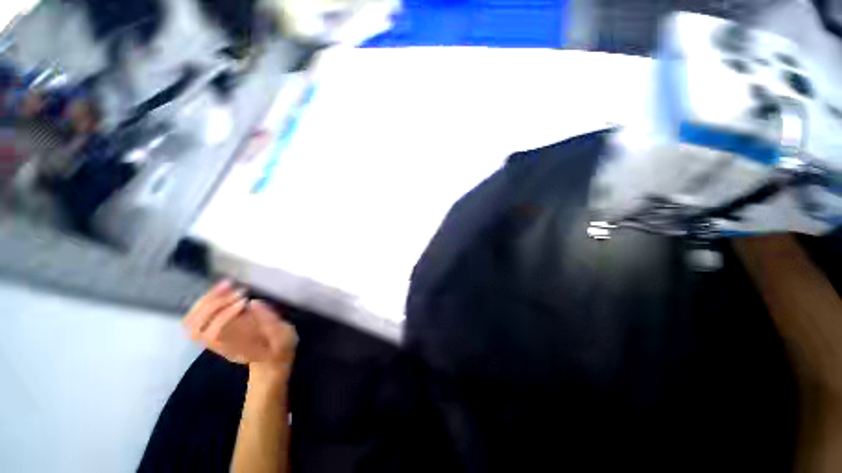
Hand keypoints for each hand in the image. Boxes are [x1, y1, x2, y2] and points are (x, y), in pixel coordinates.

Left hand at [184, 281, 296, 374]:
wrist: (271, 360)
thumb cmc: (280, 347)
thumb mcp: (284, 337)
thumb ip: (271, 322)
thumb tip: (254, 302)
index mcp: (236, 349)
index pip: (214, 334)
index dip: (224, 315)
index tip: (245, 301)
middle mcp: (219, 345)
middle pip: (197, 327)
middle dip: (214, 304)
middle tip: (237, 290)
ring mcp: (213, 339)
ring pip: (192, 322)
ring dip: (207, 300)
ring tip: (228, 285)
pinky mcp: (213, 330)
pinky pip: (197, 317)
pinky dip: (206, 300)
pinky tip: (223, 288)